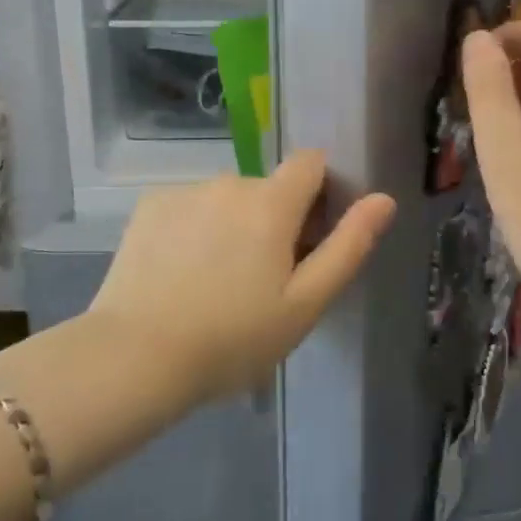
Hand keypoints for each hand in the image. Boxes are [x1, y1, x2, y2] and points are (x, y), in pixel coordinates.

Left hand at [89, 152, 396, 401]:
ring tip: (214, 283)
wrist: (136, 358)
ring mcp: (185, 191)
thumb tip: (384, 198)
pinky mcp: (149, 206)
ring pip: (226, 200)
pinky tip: (179, 274)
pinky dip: (194, 229)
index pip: (311, 163)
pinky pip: (189, 207)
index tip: (310, 238)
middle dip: (274, 220)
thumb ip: (348, 245)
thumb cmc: (233, 338)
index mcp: (272, 202)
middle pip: (268, 188)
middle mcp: (230, 182)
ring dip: (232, 225)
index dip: (320, 193)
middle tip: (261, 280)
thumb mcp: (305, 303)